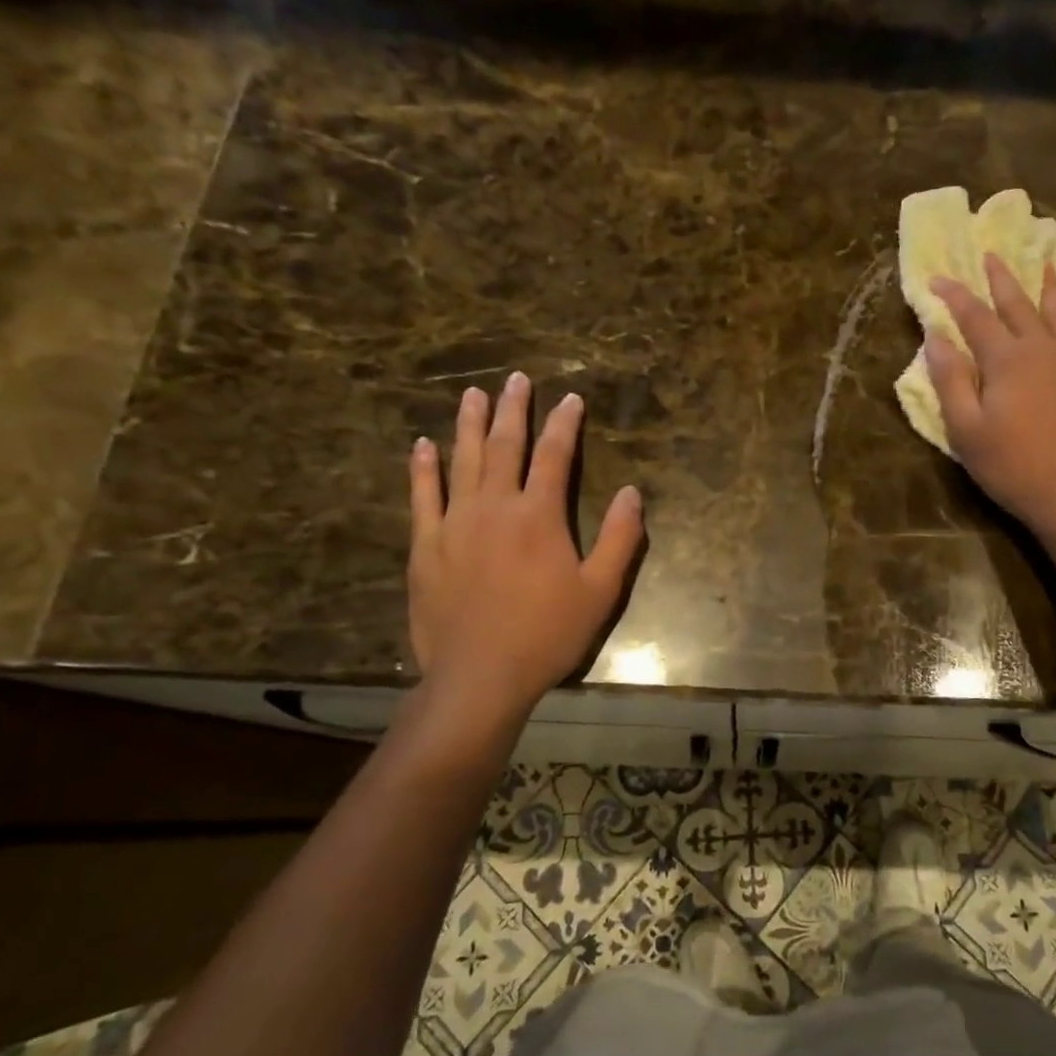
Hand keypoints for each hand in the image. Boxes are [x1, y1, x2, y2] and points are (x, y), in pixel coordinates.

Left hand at [407, 372, 644, 736]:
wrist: (480, 676)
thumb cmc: (547, 634)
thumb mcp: (600, 591)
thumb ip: (620, 539)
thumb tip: (633, 492)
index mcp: (539, 515)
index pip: (554, 455)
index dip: (564, 424)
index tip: (571, 399)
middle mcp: (495, 506)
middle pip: (505, 445)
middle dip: (514, 409)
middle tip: (516, 379)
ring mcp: (455, 523)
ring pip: (463, 460)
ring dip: (469, 425)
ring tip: (473, 395)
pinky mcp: (427, 545)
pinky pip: (422, 496)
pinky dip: (423, 468)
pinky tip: (422, 446)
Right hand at [926, 253, 1055, 534]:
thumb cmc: (1012, 465)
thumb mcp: (966, 429)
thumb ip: (950, 380)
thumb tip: (935, 337)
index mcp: (1006, 360)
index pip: (974, 316)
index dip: (954, 296)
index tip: (937, 278)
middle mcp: (1043, 348)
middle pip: (1018, 304)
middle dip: (1000, 279)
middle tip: (990, 254)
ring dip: (1047, 284)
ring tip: (1043, 261)